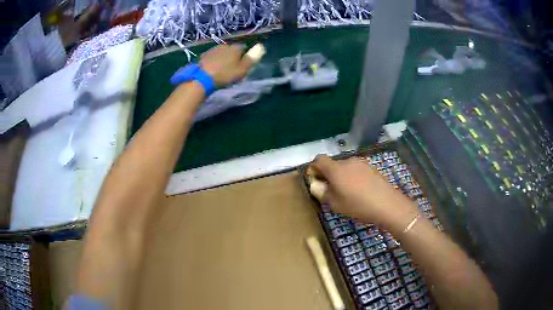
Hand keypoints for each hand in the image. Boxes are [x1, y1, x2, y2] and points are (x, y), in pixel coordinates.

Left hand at [199, 44, 253, 87]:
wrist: (201, 78)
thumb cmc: (224, 74)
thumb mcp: (242, 69)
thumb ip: (252, 58)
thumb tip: (261, 46)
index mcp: (235, 48)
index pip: (244, 47)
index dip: (244, 56)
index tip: (243, 65)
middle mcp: (224, 45)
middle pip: (231, 50)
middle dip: (232, 56)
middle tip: (232, 68)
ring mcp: (212, 50)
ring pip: (221, 53)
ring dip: (222, 59)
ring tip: (221, 69)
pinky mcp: (203, 56)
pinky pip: (211, 57)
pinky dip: (213, 62)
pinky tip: (212, 69)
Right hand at [308, 155, 414, 223]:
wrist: (387, 204)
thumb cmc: (358, 205)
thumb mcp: (335, 204)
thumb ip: (322, 192)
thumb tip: (316, 185)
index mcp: (336, 169)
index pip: (319, 159)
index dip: (314, 168)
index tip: (316, 181)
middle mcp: (347, 161)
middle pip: (332, 164)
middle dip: (328, 175)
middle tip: (331, 191)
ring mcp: (361, 163)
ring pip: (345, 167)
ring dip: (341, 176)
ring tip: (347, 193)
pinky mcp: (371, 167)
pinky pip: (356, 170)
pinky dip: (353, 177)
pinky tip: (360, 191)